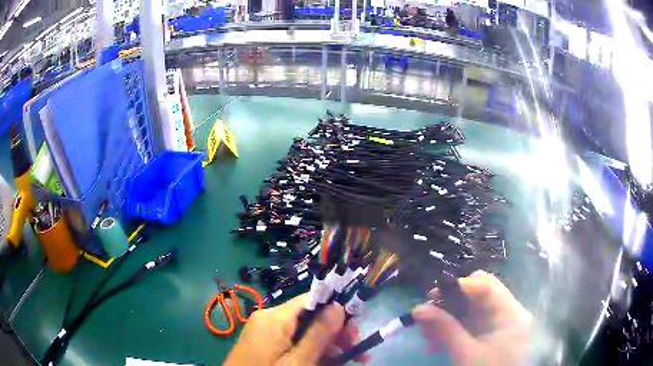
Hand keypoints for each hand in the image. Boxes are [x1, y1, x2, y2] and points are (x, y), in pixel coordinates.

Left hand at [224, 293, 367, 365]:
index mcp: (275, 316)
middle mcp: (269, 317)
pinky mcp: (264, 342)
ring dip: (326, 345)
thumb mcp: (298, 361)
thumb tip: (339, 305)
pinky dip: (309, 350)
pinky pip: (292, 340)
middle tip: (355, 351)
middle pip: (310, 317)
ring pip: (303, 331)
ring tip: (347, 360)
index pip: (313, 299)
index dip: (337, 311)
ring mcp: (265, 330)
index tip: (354, 331)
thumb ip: (319, 334)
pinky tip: (326, 361)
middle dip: (335, 333)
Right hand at [412, 270, 531, 365]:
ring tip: (428, 334)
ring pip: (473, 308)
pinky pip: (473, 322)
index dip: (460, 285)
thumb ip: (445, 329)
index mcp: (511, 313)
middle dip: (451, 302)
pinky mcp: (494, 333)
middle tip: (428, 314)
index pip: (487, 285)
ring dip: (449, 317)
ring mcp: (502, 322)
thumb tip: (418, 308)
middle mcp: (510, 311)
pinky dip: (455, 327)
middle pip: (479, 294)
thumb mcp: (464, 353)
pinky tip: (438, 341)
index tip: (433, 295)